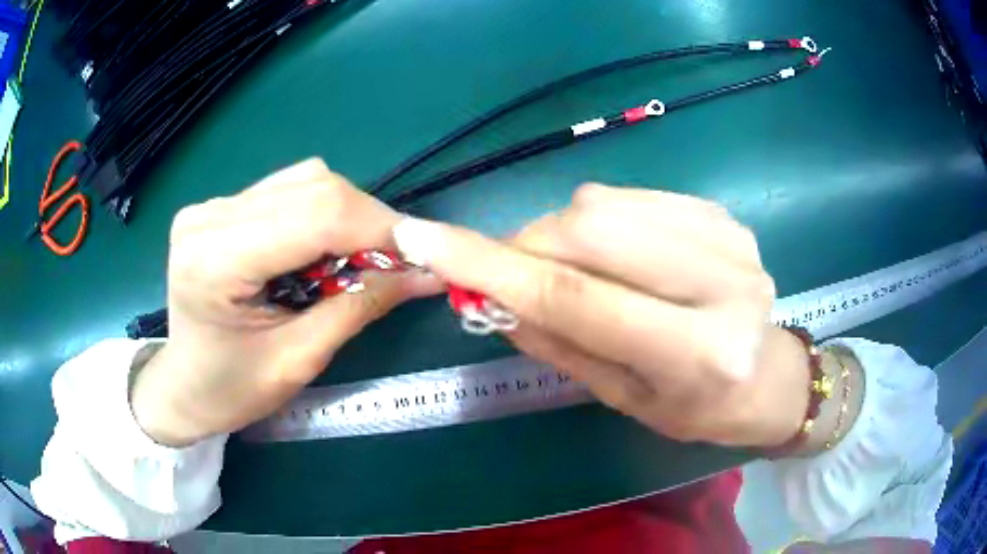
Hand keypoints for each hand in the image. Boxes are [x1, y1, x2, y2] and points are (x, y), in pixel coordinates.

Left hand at [131, 159, 438, 446]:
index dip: (380, 228)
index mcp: (215, 260)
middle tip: (396, 262)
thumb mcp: (298, 361)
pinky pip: (288, 190)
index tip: (425, 254)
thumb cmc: (231, 390)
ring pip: (306, 180)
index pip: (316, 215)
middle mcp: (209, 216)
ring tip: (357, 260)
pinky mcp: (219, 206)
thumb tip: (427, 274)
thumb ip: (359, 308)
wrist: (182, 387)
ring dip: (347, 216)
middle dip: (369, 221)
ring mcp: (211, 205)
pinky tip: (321, 250)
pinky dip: (322, 214)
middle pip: (314, 186)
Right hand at [392, 184, 809, 447]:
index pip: (575, 297)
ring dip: (562, 232)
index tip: (419, 236)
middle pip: (589, 228)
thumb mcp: (622, 397)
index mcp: (697, 354)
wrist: (766, 376)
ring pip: (605, 203)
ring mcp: (729, 237)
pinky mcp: (723, 212)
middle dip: (530, 244)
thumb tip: (482, 292)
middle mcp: (723, 284)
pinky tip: (621, 255)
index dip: (489, 265)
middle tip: (515, 271)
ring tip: (574, 270)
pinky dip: (601, 221)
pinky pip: (631, 197)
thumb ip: (555, 339)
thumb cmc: (695, 408)